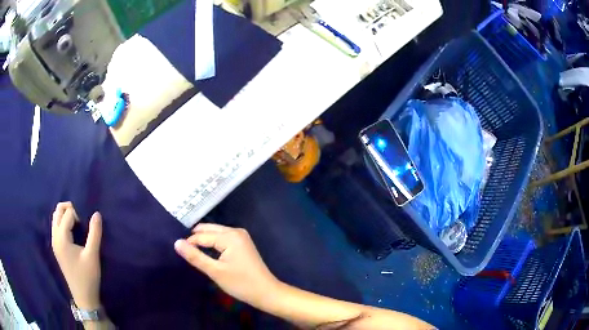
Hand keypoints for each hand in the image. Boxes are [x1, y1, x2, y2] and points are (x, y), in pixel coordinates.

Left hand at [51, 202, 102, 309]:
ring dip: (65, 215)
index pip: (67, 214)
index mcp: (61, 238)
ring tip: (77, 224)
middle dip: (68, 208)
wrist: (83, 297)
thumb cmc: (87, 277)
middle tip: (81, 218)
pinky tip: (72, 233)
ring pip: (55, 219)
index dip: (78, 215)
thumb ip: (94, 234)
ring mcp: (54, 243)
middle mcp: (54, 237)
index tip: (87, 225)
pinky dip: (63, 223)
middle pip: (57, 211)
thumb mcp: (93, 256)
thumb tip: (97, 214)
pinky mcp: (56, 248)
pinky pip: (56, 227)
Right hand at [174, 224, 278, 308]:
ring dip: (203, 240)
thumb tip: (177, 242)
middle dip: (195, 237)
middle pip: (209, 230)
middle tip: (182, 248)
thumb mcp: (215, 271)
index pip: (201, 236)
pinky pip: (222, 238)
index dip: (189, 243)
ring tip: (191, 250)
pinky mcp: (242, 243)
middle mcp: (235, 231)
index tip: (177, 251)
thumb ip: (195, 256)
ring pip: (215, 233)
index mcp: (229, 236)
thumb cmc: (241, 284)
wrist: (266, 292)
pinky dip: (213, 243)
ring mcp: (241, 236)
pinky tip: (206, 251)